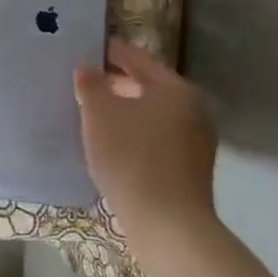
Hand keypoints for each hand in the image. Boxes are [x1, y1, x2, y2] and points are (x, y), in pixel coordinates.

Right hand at [76, 38, 218, 249]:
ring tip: (90, 117)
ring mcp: (196, 142)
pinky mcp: (190, 170)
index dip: (108, 52)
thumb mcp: (99, 114)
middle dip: (115, 85)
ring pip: (151, 115)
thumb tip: (88, 69)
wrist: (168, 226)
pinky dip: (134, 136)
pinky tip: (110, 147)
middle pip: (147, 86)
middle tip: (81, 86)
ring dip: (124, 113)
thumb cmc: (132, 158)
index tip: (83, 50)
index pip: (136, 58)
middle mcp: (192, 109)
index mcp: (175, 88)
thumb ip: (91, 84)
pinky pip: (156, 140)